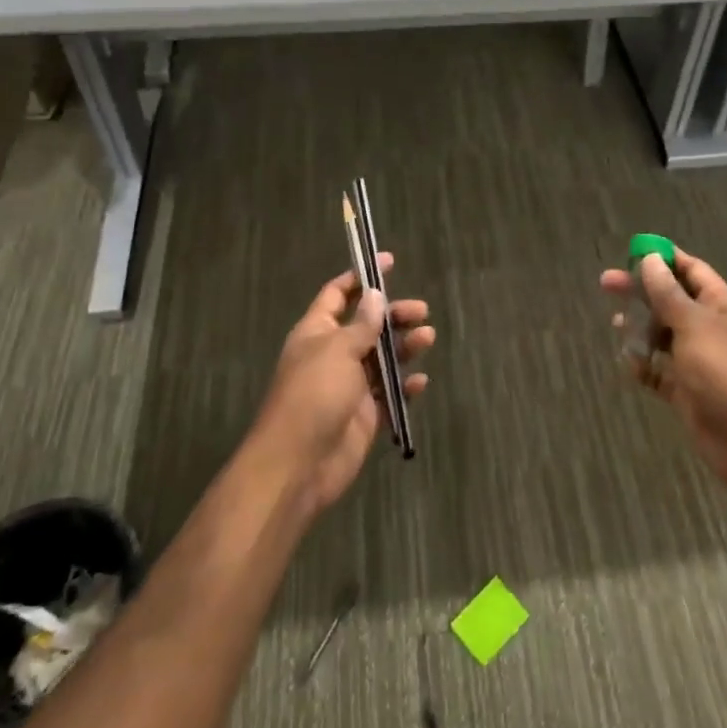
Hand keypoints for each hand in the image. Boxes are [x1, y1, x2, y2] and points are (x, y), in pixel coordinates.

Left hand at [249, 254, 435, 515]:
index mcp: (317, 333)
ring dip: (405, 347)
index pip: (337, 295)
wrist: (298, 465)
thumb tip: (374, 295)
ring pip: (382, 358)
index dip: (360, 278)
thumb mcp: (337, 351)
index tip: (388, 262)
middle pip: (367, 325)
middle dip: (393, 315)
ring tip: (428, 338)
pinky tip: (419, 382)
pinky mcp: (365, 415)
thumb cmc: (313, 396)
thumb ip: (361, 324)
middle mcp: (333, 355)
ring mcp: (350, 386)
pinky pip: (390, 394)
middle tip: (421, 311)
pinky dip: (405, 386)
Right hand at [601, 248, 726, 494]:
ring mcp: (699, 360)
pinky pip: (660, 370)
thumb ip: (668, 294)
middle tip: (606, 284)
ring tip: (617, 325)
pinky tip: (628, 363)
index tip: (630, 252)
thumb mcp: (695, 326)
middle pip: (671, 300)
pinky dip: (644, 365)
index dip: (662, 259)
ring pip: (663, 335)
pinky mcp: (688, 390)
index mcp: (722, 305)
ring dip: (640, 329)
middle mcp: (711, 328)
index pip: (691, 270)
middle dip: (641, 292)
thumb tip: (650, 259)